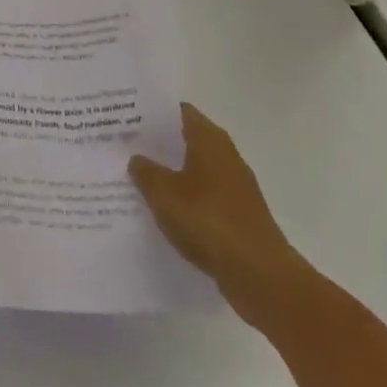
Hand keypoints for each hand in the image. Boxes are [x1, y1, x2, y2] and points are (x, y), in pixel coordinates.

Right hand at [129, 102, 309, 326]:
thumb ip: (146, 172)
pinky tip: (166, 214)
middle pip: (187, 140)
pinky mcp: (240, 217)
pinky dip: (187, 202)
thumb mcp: (164, 193)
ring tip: (140, 180)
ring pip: (196, 171)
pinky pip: (206, 199)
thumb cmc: (208, 220)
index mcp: (209, 139)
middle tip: (126, 147)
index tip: (128, 116)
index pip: (179, 111)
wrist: (260, 276)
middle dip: (160, 144)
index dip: (154, 112)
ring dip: (173, 175)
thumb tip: (137, 158)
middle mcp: (226, 155)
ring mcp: (236, 188)